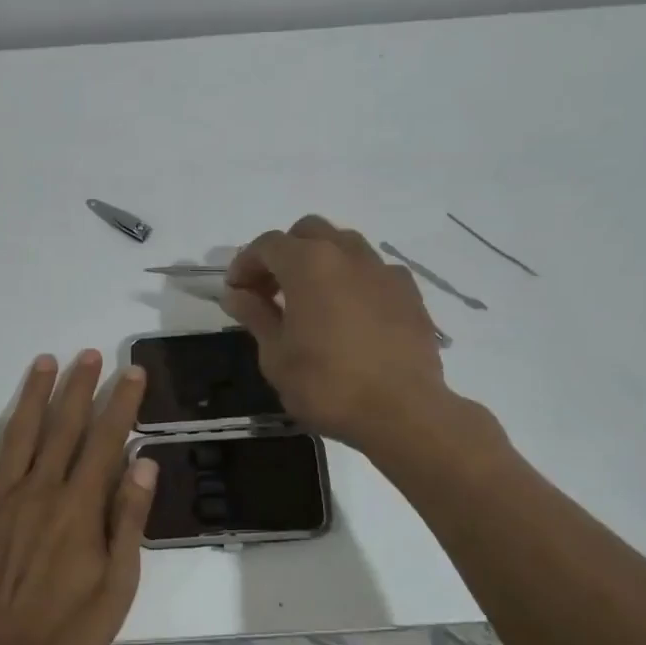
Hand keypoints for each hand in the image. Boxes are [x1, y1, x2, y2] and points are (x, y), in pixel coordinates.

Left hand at [0, 350, 156, 644]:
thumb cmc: (67, 626)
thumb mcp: (117, 584)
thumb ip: (128, 521)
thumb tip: (143, 465)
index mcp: (79, 506)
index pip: (105, 441)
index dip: (121, 404)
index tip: (132, 373)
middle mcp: (40, 490)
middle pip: (63, 428)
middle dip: (80, 388)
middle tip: (91, 354)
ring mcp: (0, 500)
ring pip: (19, 435)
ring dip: (33, 396)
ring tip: (45, 361)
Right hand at [220, 215, 452, 450]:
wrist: (403, 412)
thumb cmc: (327, 386)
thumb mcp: (276, 356)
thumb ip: (256, 316)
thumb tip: (237, 294)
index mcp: (309, 264)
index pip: (267, 245)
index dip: (245, 264)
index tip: (236, 291)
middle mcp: (348, 254)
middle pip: (308, 232)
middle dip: (284, 253)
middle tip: (270, 290)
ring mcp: (383, 271)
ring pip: (345, 245)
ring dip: (320, 261)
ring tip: (311, 300)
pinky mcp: (410, 293)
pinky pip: (373, 271)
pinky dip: (353, 280)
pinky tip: (350, 314)